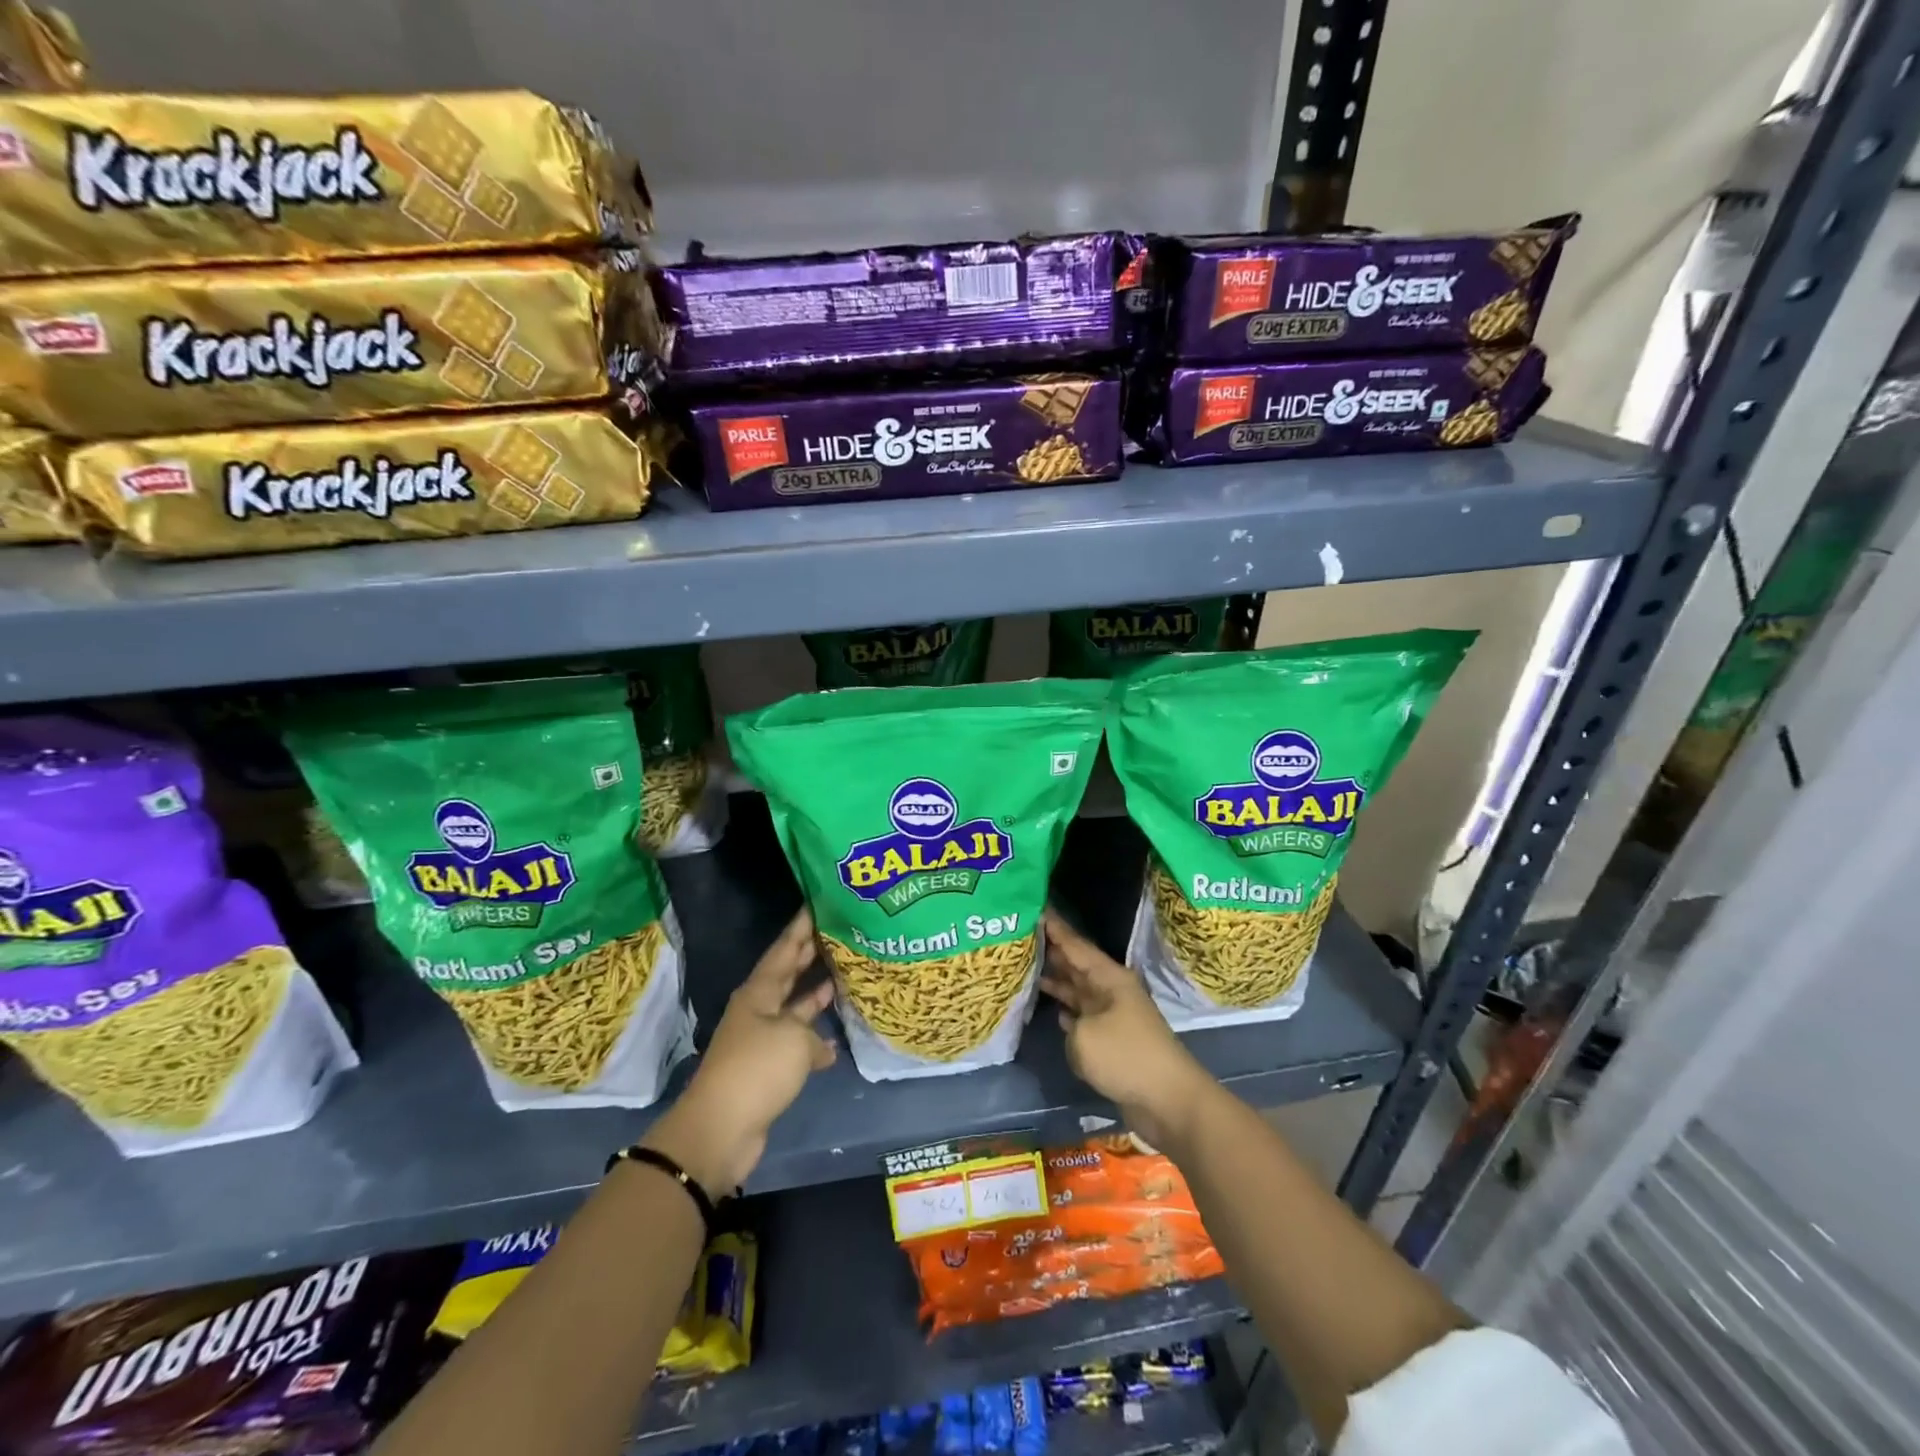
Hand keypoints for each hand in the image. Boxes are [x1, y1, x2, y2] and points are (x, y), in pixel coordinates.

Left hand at [642, 909, 835, 1192]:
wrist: (721, 1128)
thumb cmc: (757, 1069)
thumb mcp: (795, 1040)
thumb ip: (813, 1032)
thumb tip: (821, 1045)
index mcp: (759, 993)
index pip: (783, 950)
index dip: (800, 928)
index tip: (816, 905)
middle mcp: (758, 1010)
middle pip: (786, 975)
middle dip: (807, 955)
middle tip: (834, 932)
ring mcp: (762, 1040)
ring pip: (793, 1009)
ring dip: (814, 996)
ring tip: (841, 976)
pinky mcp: (768, 1069)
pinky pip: (796, 1043)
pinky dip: (815, 1040)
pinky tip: (835, 1040)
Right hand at [1040, 908, 1214, 1149]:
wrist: (1168, 1100)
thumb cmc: (1126, 1057)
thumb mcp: (1084, 1037)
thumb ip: (1069, 1024)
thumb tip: (1073, 1027)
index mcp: (1109, 978)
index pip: (1075, 945)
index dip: (1055, 928)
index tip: (1035, 908)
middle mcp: (1111, 991)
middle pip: (1077, 965)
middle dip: (1052, 951)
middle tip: (1022, 936)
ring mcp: (1113, 1016)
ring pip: (1079, 991)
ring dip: (1057, 982)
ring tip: (1028, 969)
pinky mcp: (1113, 1041)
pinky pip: (1084, 1017)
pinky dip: (1068, 1012)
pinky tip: (1054, 1010)